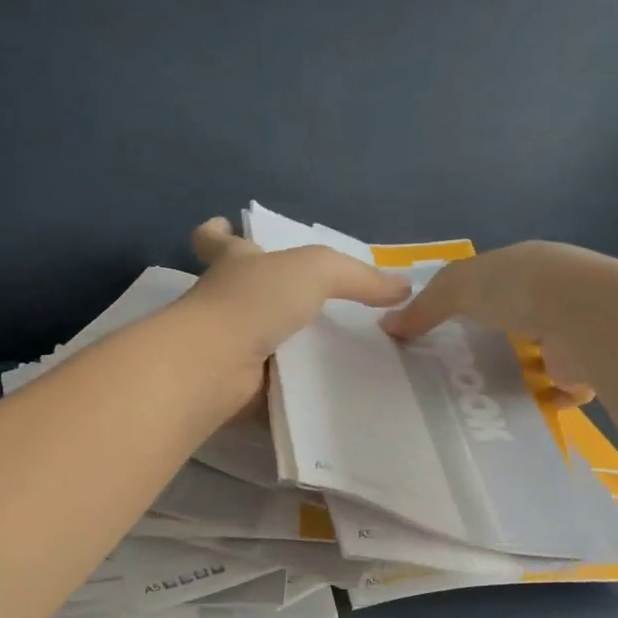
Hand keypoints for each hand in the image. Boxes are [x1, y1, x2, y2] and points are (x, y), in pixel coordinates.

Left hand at [183, 218, 411, 364]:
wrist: (217, 364)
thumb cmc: (254, 300)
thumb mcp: (316, 270)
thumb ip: (358, 277)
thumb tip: (402, 287)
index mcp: (235, 264)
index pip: (216, 240)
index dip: (217, 232)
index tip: (221, 226)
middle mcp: (224, 302)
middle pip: (239, 292)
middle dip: (264, 295)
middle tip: (306, 305)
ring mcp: (225, 345)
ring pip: (256, 340)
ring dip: (283, 345)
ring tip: (330, 353)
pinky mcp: (234, 385)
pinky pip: (268, 383)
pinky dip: (290, 386)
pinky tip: (324, 391)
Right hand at [381, 241, 595, 407]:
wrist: (585, 315)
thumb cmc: (517, 289)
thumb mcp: (457, 288)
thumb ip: (423, 308)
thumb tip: (386, 326)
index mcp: (525, 268)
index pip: (494, 283)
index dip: (470, 301)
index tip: (446, 327)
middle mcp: (554, 296)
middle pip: (519, 320)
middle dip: (497, 340)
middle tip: (461, 368)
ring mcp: (574, 332)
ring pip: (543, 355)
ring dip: (522, 371)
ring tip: (483, 394)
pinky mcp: (587, 368)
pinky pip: (563, 389)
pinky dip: (545, 399)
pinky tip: (521, 408)